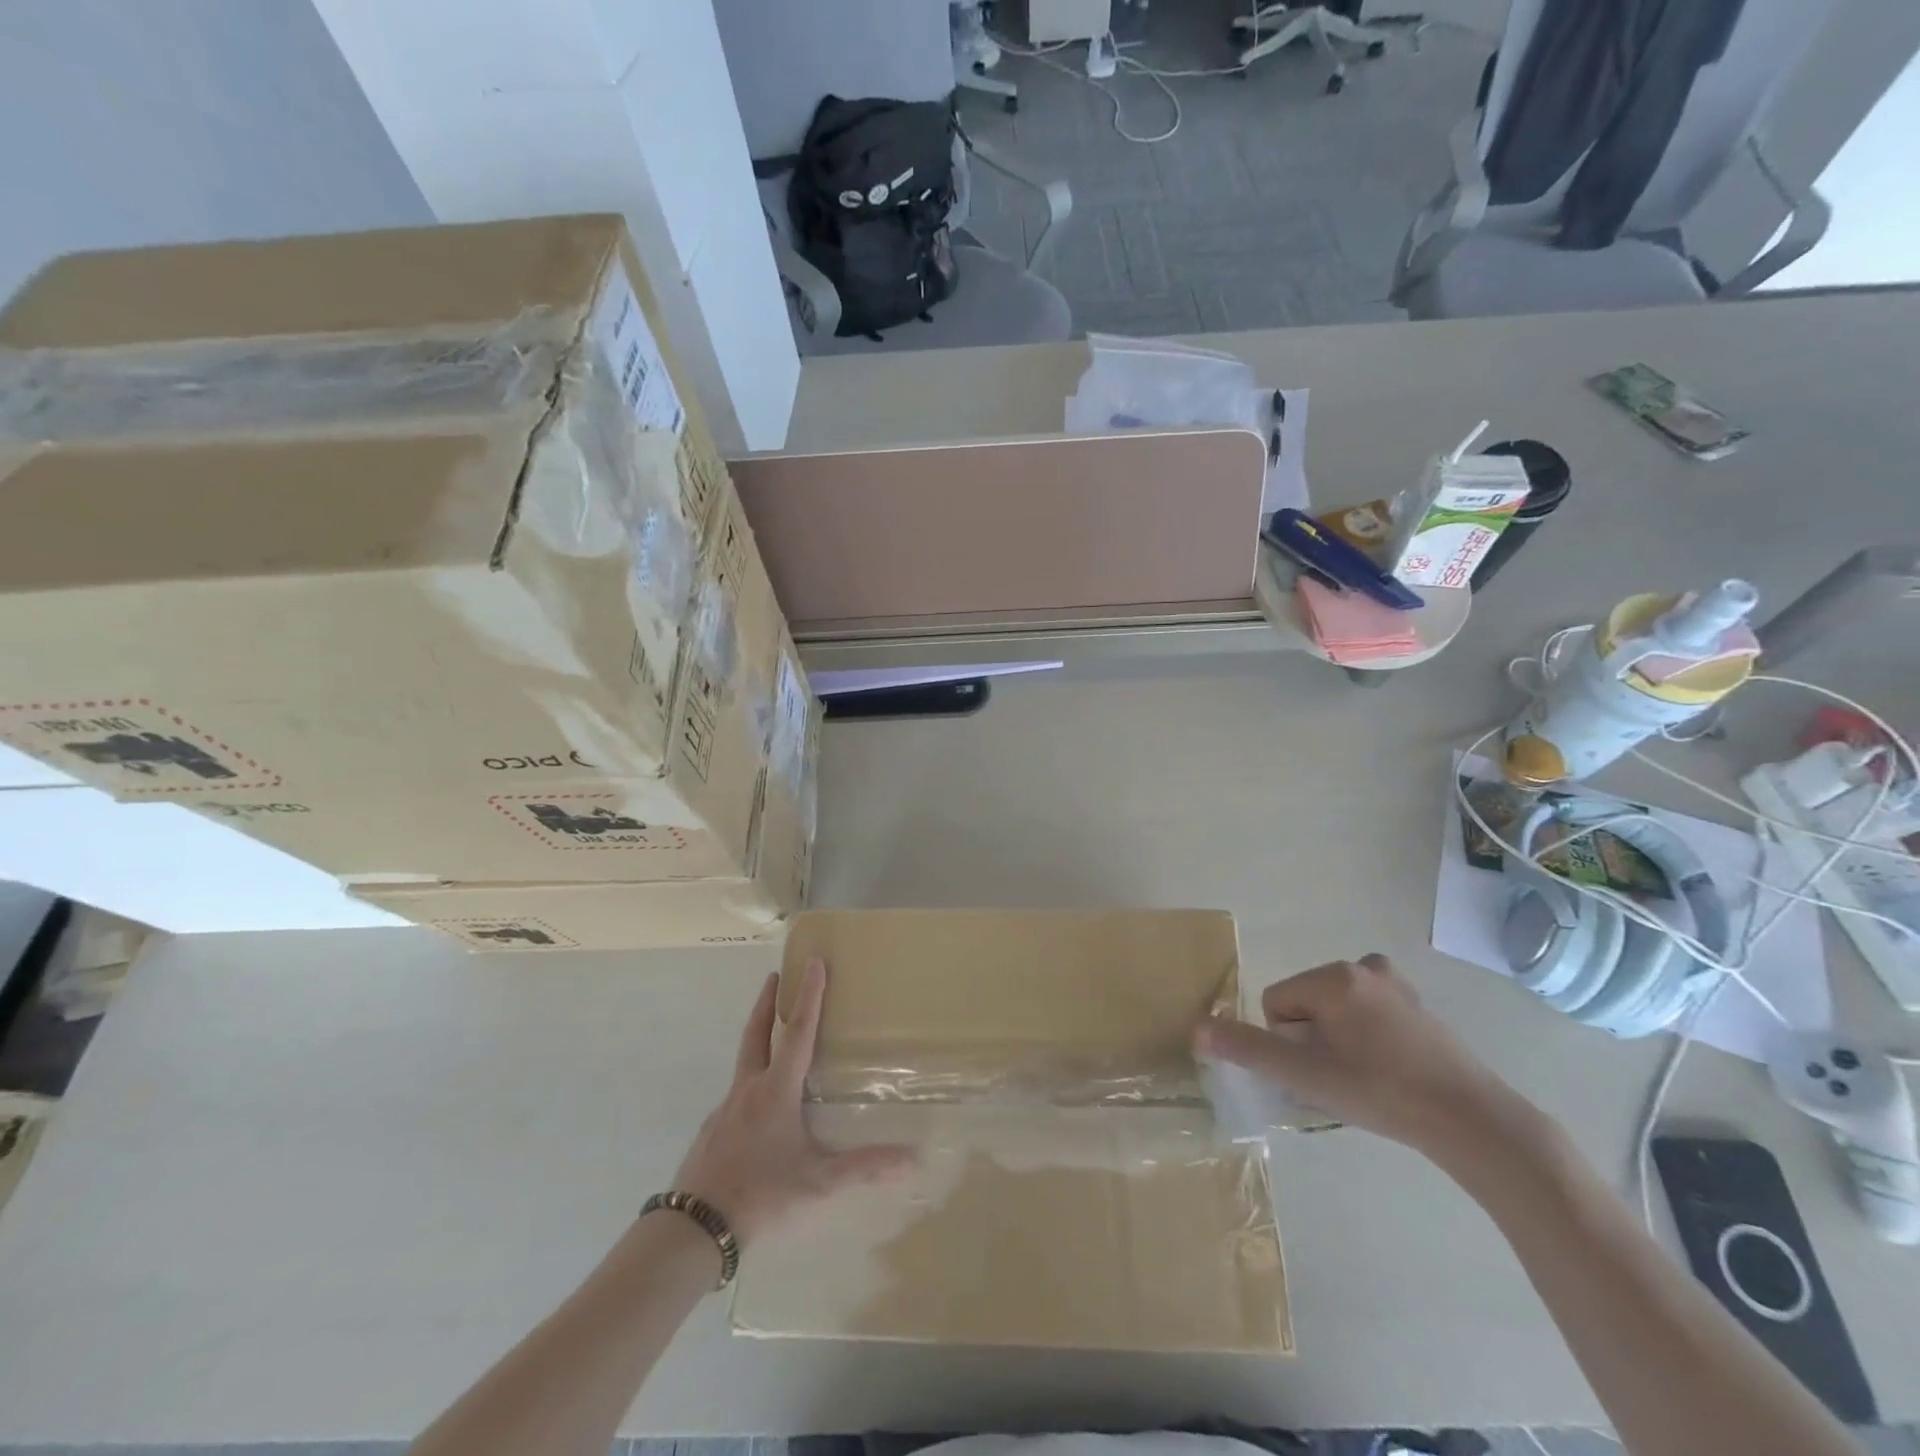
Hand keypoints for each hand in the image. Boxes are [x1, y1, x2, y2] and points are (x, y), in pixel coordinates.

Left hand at [673, 959, 913, 1245]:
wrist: (693, 1230)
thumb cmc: (761, 1195)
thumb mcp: (818, 1182)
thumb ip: (864, 1168)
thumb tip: (912, 1160)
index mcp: (776, 1091)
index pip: (799, 1032)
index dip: (810, 996)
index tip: (813, 961)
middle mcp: (748, 1089)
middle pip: (757, 1033)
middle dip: (768, 1002)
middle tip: (775, 975)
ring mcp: (725, 1109)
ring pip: (744, 1061)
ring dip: (758, 1036)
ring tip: (772, 1034)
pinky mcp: (712, 1130)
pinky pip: (736, 1093)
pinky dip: (751, 1080)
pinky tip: (759, 1105)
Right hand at [1195, 954, 1527, 1156]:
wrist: (1472, 1121)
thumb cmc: (1381, 1092)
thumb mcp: (1306, 1076)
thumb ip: (1249, 1049)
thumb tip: (1197, 1029)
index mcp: (1333, 977)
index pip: (1276, 1003)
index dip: (1288, 1042)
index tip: (1320, 1071)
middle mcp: (1362, 966)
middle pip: (1305, 1002)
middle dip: (1312, 1038)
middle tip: (1342, 1077)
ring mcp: (1395, 983)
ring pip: (1334, 1007)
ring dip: (1337, 1037)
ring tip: (1366, 1076)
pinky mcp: (1417, 1003)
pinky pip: (1365, 1010)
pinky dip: (1365, 1033)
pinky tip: (1389, 1066)